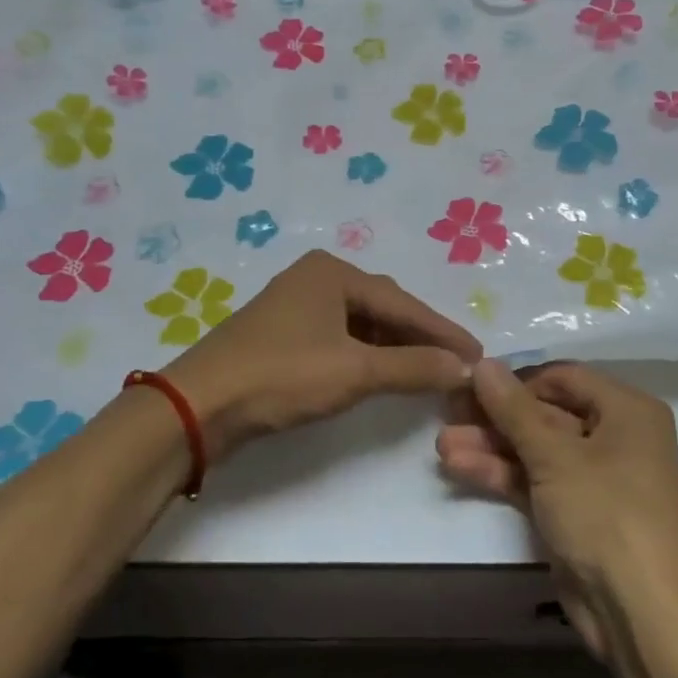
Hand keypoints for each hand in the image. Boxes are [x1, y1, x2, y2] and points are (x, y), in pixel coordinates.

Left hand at [165, 251, 480, 460]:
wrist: (199, 405)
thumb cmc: (281, 375)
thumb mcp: (355, 372)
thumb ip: (413, 367)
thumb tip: (465, 368)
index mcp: (333, 272)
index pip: (403, 302)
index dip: (443, 331)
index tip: (478, 355)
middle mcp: (316, 278)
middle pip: (384, 308)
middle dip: (420, 337)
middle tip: (456, 363)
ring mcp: (296, 305)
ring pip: (361, 325)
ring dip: (394, 348)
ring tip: (426, 372)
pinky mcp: (283, 334)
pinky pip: (340, 338)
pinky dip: (366, 356)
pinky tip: (381, 374)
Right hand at [436, 361, 677, 654]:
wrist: (639, 612)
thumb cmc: (606, 515)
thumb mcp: (555, 456)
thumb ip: (513, 409)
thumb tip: (484, 363)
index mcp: (627, 411)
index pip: (564, 377)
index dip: (517, 380)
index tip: (472, 384)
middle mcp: (615, 436)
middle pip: (546, 413)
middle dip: (496, 417)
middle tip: (448, 412)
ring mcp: (594, 477)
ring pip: (536, 450)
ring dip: (491, 446)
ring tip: (442, 444)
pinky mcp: (576, 511)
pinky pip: (536, 480)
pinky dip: (502, 474)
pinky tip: (458, 466)